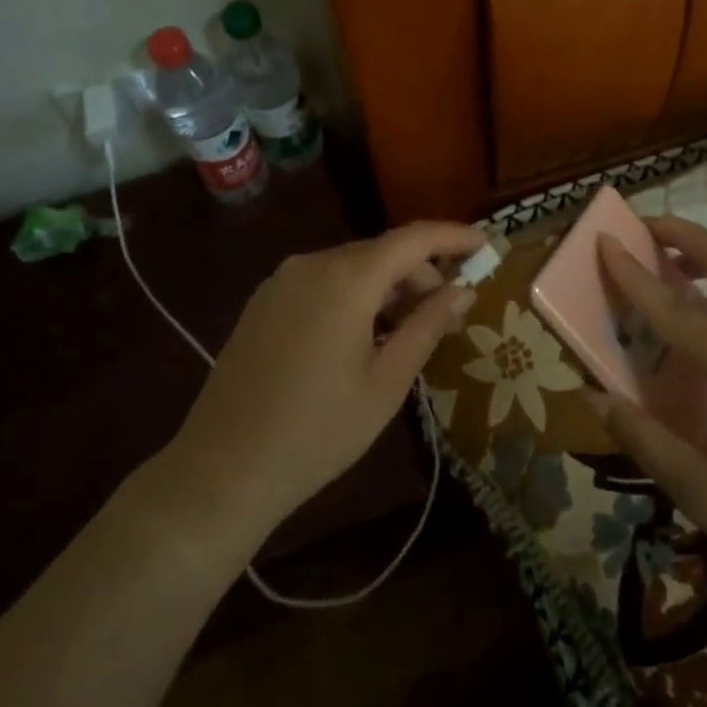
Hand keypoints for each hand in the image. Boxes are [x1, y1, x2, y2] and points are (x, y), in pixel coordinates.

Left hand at [166, 222, 484, 537]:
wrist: (221, 469)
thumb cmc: (318, 431)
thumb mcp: (387, 382)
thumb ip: (427, 325)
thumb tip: (463, 290)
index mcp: (347, 278)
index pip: (413, 239)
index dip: (453, 237)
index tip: (485, 244)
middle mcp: (312, 263)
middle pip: (382, 253)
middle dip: (421, 275)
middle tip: (448, 315)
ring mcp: (282, 280)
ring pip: (352, 267)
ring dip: (388, 288)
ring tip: (407, 332)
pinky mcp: (264, 301)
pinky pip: (323, 282)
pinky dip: (355, 296)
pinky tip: (363, 336)